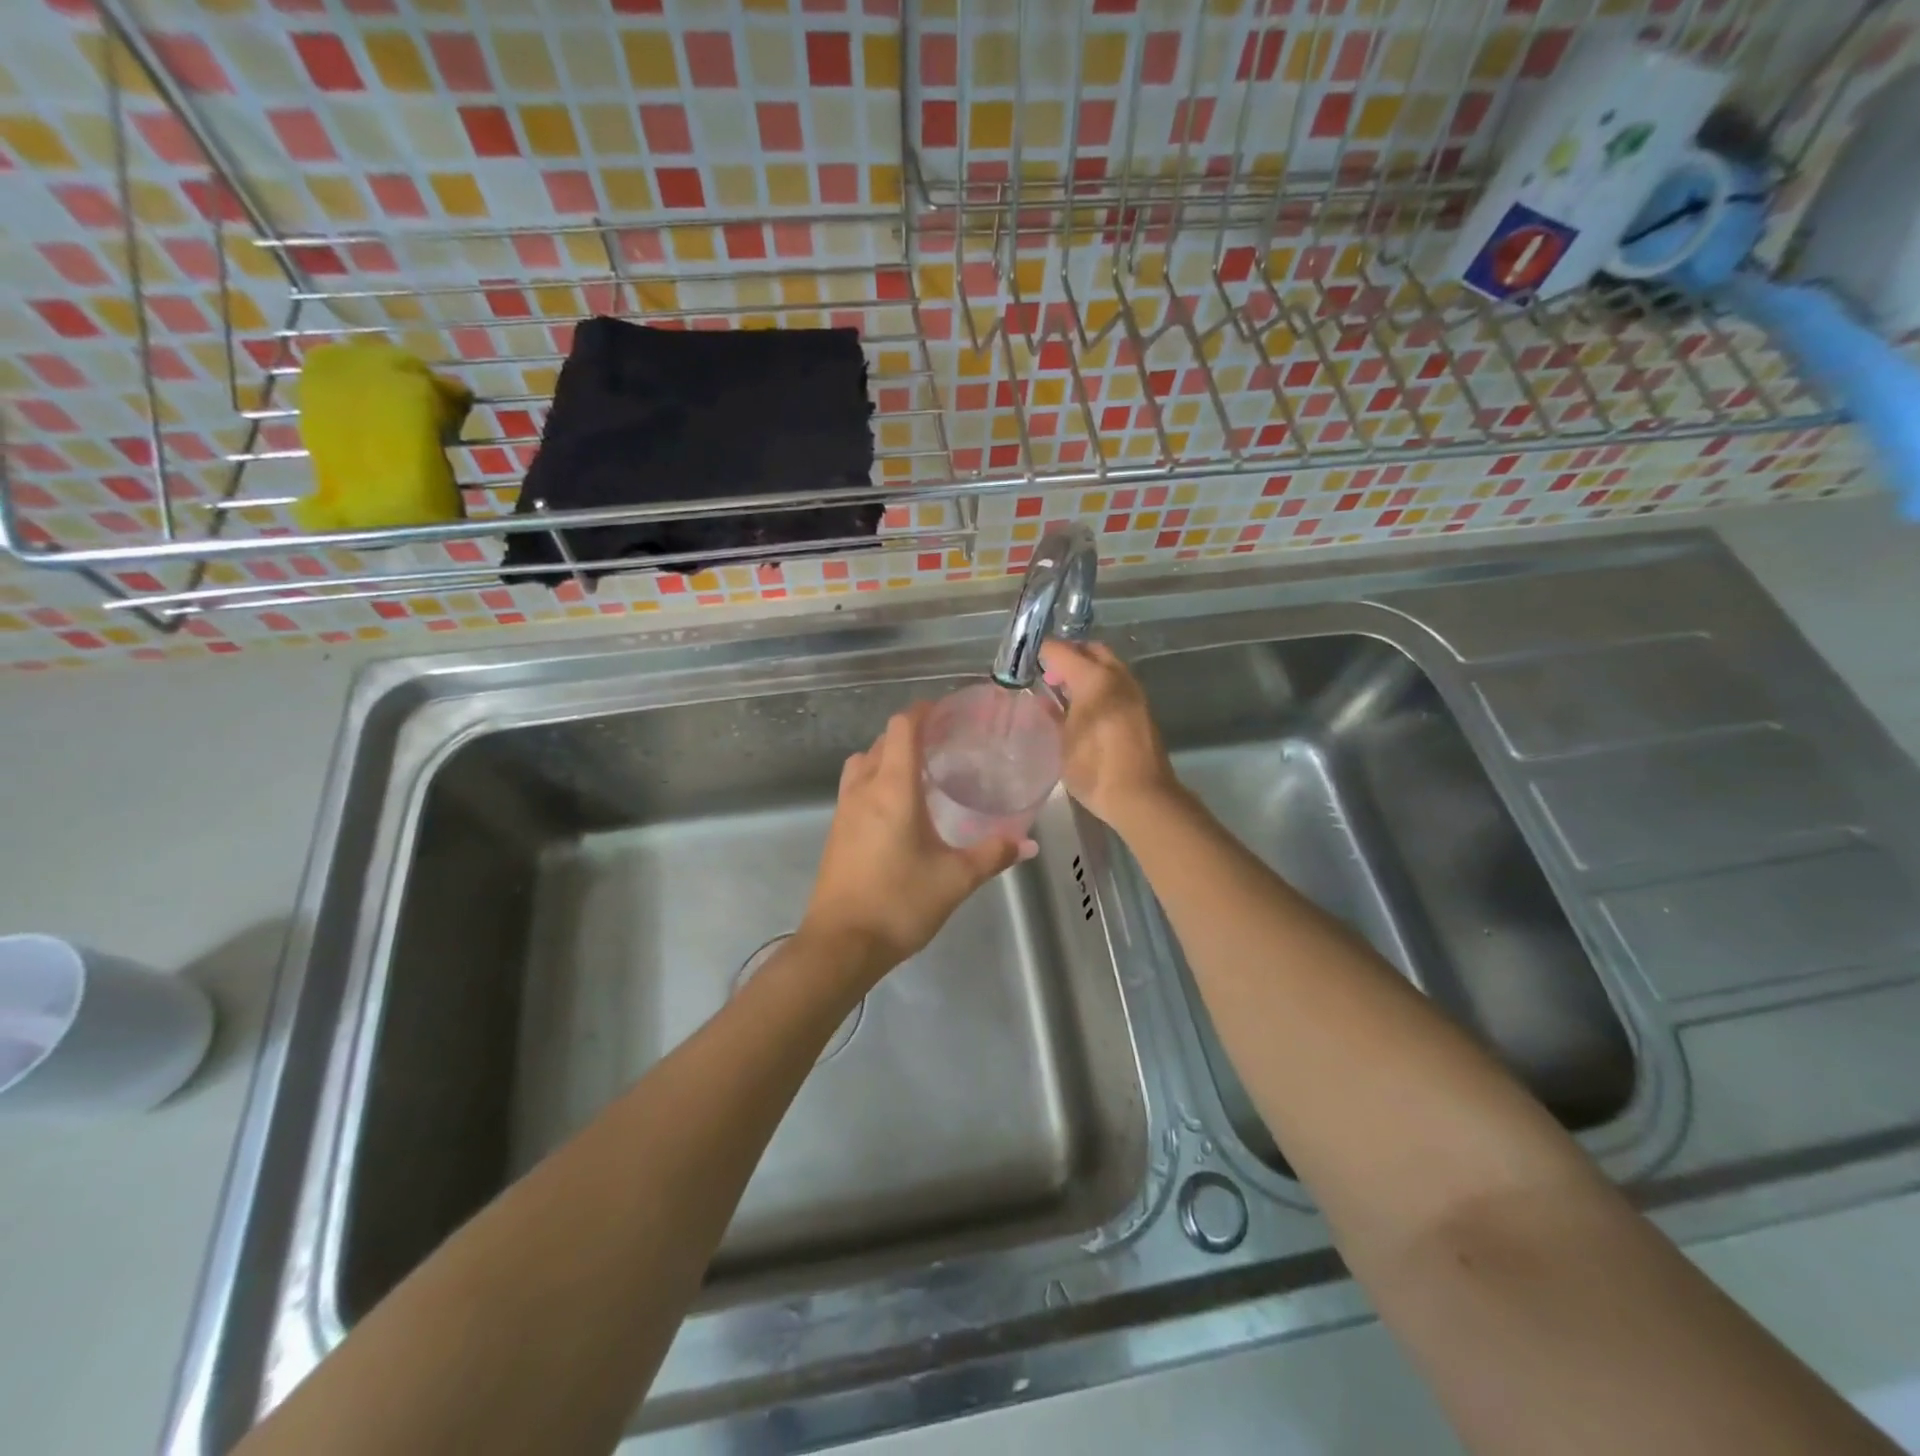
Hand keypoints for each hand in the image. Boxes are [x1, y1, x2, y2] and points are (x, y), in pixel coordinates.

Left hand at [800, 704, 1027, 982]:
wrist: (840, 945)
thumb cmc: (899, 903)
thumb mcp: (955, 879)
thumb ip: (992, 855)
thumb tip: (1027, 843)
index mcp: (893, 789)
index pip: (901, 727)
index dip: (923, 711)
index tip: (947, 711)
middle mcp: (864, 789)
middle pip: (881, 740)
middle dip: (910, 733)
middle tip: (945, 742)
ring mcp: (844, 810)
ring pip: (863, 762)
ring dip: (888, 755)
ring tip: (921, 771)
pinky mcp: (836, 831)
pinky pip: (855, 787)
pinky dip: (876, 779)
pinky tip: (900, 808)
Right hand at [1039, 640, 1181, 833]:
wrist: (1143, 797)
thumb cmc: (1095, 769)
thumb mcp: (1063, 742)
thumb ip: (1054, 714)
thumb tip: (1045, 698)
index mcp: (1095, 680)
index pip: (1063, 651)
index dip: (1043, 652)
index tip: (1028, 660)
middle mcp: (1118, 678)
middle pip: (1092, 651)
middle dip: (1070, 655)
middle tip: (1049, 674)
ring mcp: (1134, 693)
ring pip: (1108, 666)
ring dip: (1087, 670)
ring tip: (1065, 692)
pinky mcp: (1143, 710)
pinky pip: (1117, 685)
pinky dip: (1100, 686)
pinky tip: (1086, 708)